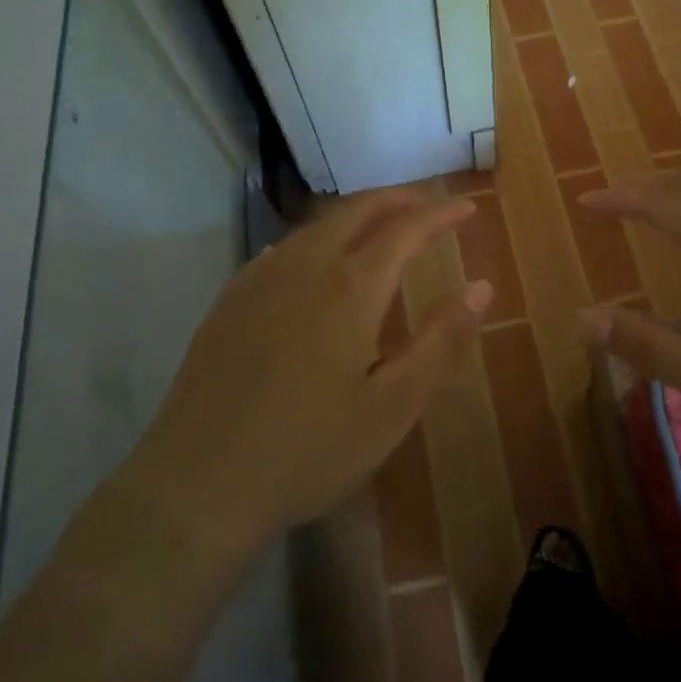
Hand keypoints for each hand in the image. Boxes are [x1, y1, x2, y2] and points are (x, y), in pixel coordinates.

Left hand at [122, 189, 490, 544]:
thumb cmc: (311, 448)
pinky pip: (283, 248)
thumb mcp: (393, 404)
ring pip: (316, 225)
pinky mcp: (230, 299)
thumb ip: (440, 339)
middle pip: (357, 209)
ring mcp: (261, 279)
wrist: (199, 482)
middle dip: (397, 199)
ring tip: (378, 228)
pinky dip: (315, 239)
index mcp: (351, 287)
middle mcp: (306, 266)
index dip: (441, 214)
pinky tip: (314, 262)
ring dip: (355, 216)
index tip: (468, 209)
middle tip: (426, 205)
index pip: (406, 228)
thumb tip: (481, 287)